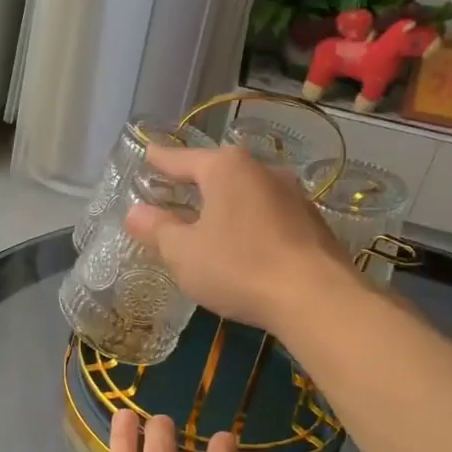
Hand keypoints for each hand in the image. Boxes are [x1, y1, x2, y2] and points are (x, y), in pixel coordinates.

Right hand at [124, 142, 356, 333]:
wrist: (317, 298)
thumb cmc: (239, 267)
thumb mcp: (184, 253)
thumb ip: (158, 229)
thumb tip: (135, 212)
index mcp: (226, 169)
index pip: (183, 158)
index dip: (161, 160)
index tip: (148, 153)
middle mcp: (262, 170)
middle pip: (219, 171)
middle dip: (196, 180)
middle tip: (175, 187)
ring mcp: (293, 194)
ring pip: (248, 192)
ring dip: (227, 203)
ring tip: (210, 218)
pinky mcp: (313, 221)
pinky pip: (269, 213)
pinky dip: (251, 222)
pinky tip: (246, 243)